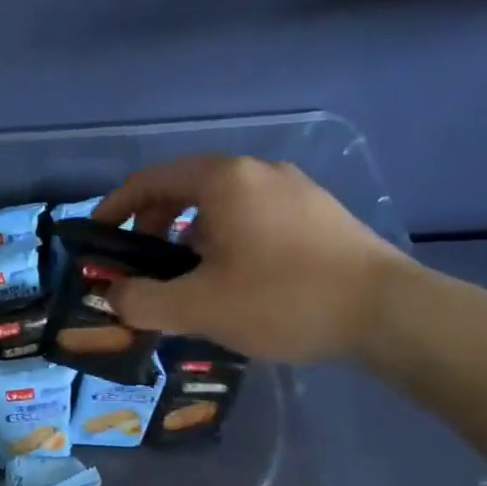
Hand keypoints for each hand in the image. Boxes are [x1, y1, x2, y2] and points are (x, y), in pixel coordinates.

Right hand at [91, 154, 413, 362]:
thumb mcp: (196, 307)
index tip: (97, 237)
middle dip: (151, 223)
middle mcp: (257, 172)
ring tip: (184, 275)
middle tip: (140, 263)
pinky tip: (231, 277)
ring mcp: (293, 189)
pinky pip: (251, 214)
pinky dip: (223, 236)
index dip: (115, 207)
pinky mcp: (317, 212)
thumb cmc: (282, 299)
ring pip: (220, 202)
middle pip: (184, 187)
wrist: (389, 313)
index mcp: (223, 181)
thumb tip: (115, 296)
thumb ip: (141, 301)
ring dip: (187, 233)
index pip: (150, 180)